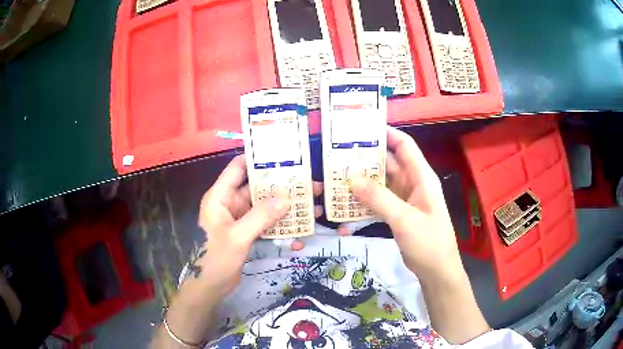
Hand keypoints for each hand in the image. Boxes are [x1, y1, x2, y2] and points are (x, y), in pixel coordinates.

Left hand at [196, 155, 322, 294]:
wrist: (209, 287)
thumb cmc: (215, 259)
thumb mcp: (237, 236)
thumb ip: (261, 216)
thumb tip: (287, 198)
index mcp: (220, 196)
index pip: (237, 168)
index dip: (257, 159)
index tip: (284, 156)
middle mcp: (229, 203)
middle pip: (255, 187)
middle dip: (280, 186)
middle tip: (306, 183)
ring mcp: (238, 218)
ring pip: (263, 206)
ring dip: (283, 207)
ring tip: (309, 205)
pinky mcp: (245, 232)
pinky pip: (264, 223)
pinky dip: (279, 224)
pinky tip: (298, 230)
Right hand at [350, 127, 463, 280]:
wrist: (436, 270)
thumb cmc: (428, 241)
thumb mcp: (404, 218)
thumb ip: (379, 198)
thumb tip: (352, 178)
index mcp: (421, 177)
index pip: (405, 145)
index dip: (387, 133)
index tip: (362, 128)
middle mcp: (413, 183)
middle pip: (389, 163)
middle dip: (367, 158)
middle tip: (339, 154)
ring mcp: (404, 199)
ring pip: (382, 182)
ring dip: (363, 180)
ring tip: (337, 175)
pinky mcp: (397, 213)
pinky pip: (379, 200)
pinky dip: (365, 200)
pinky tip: (347, 202)